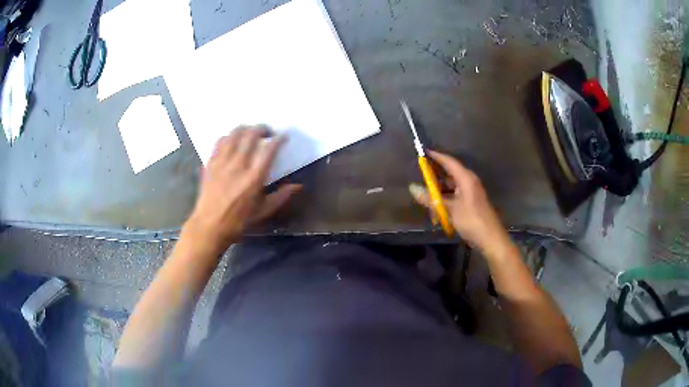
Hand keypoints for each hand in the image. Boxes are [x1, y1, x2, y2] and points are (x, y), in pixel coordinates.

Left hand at [184, 126, 300, 252]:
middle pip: (251, 135)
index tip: (284, 136)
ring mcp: (222, 162)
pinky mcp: (211, 163)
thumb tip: (298, 186)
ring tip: (249, 132)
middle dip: (262, 128)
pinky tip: (231, 141)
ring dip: (244, 129)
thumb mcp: (263, 211)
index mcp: (254, 177)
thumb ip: (281, 196)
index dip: (279, 139)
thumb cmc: (239, 221)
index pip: (269, 149)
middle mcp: (238, 165)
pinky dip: (228, 137)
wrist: (210, 226)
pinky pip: (219, 142)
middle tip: (267, 132)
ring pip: (234, 134)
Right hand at [409, 150, 510, 255]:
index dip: (436, 156)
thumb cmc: (472, 220)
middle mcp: (469, 182)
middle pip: (449, 175)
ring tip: (425, 199)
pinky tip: (436, 210)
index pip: (449, 162)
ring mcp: (470, 193)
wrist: (490, 239)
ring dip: (439, 193)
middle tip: (419, 178)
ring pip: (451, 188)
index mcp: (466, 178)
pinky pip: (454, 197)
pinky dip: (445, 201)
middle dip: (434, 177)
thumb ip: (431, 199)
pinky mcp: (470, 203)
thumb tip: (412, 188)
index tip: (423, 152)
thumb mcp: (449, 209)